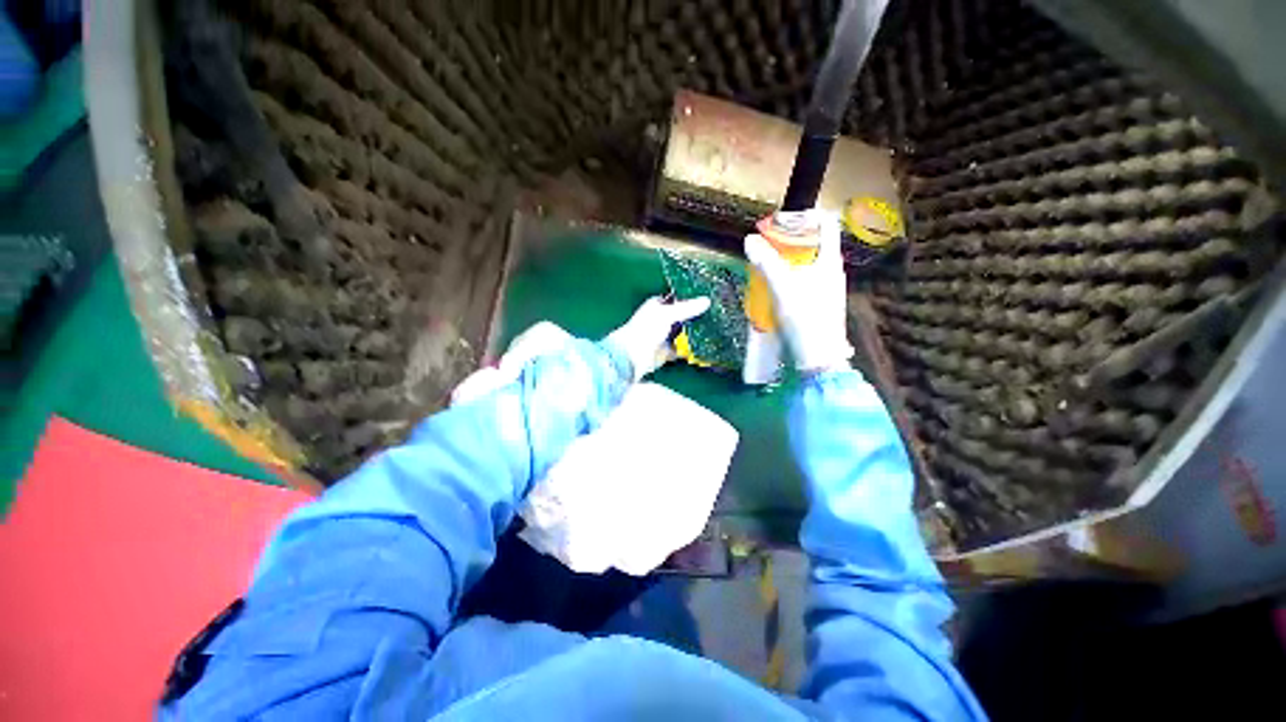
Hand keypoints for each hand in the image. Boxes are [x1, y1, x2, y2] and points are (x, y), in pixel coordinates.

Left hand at [606, 296, 710, 380]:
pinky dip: (690, 350)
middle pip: (682, 318)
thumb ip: (687, 308)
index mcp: (657, 306)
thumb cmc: (645, 329)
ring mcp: (664, 337)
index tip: (708, 301)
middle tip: (714, 316)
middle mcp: (661, 320)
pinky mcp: (666, 352)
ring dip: (694, 334)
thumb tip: (707, 301)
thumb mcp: (668, 314)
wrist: (632, 357)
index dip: (691, 300)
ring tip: (714, 330)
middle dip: (695, 318)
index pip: (677, 300)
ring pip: (683, 334)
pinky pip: (682, 350)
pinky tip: (703, 347)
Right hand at [744, 209, 852, 371]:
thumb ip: (766, 262)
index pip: (825, 223)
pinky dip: (787, 278)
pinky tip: (772, 289)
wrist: (818, 358)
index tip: (779, 222)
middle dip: (787, 241)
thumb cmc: (805, 318)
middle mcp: (831, 271)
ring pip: (806, 264)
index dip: (803, 216)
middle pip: (812, 243)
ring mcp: (826, 289)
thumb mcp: (782, 287)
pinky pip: (802, 281)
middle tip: (765, 246)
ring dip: (785, 261)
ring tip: (764, 266)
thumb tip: (749, 240)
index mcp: (829, 260)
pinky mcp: (818, 304)